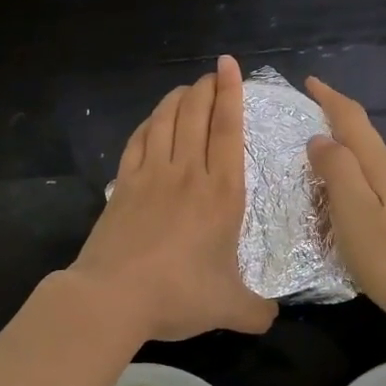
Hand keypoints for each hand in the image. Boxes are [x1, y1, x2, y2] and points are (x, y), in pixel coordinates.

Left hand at [70, 56, 277, 342]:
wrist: (113, 297)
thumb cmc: (179, 295)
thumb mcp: (230, 308)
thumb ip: (257, 311)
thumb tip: (272, 318)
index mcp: (222, 193)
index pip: (228, 130)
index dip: (231, 94)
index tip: (229, 67)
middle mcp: (188, 173)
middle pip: (196, 115)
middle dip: (207, 88)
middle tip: (212, 74)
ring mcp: (151, 175)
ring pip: (166, 121)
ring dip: (177, 99)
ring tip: (186, 89)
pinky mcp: (123, 184)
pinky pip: (138, 141)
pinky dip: (148, 123)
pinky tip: (152, 120)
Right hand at [305, 77, 385, 322]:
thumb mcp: (352, 206)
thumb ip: (335, 168)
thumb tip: (320, 138)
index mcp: (378, 164)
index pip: (352, 119)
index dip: (330, 98)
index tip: (309, 82)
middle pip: (361, 135)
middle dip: (335, 117)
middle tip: (306, 113)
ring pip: (365, 159)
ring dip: (341, 147)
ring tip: (313, 150)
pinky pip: (367, 182)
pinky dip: (348, 174)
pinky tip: (336, 192)